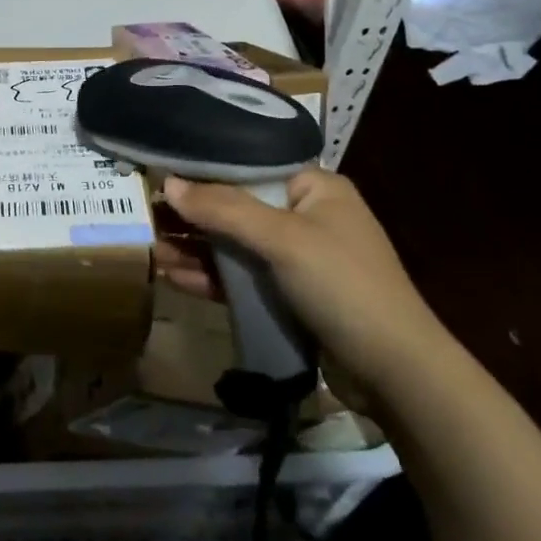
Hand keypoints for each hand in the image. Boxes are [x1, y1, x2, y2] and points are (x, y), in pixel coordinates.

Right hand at [156, 166, 454, 414]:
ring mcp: (296, 259)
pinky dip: (211, 277)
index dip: (204, 171)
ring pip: (235, 246)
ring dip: (196, 249)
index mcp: (314, 189)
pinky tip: (174, 277)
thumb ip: (224, 209)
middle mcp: (305, 217)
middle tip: (146, 216)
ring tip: (151, 250)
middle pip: (236, 208)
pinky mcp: (288, 296)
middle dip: (193, 216)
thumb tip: (168, 184)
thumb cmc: (343, 286)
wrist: (395, 372)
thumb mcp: (283, 239)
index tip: (160, 174)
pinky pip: (241, 278)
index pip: (249, 167)